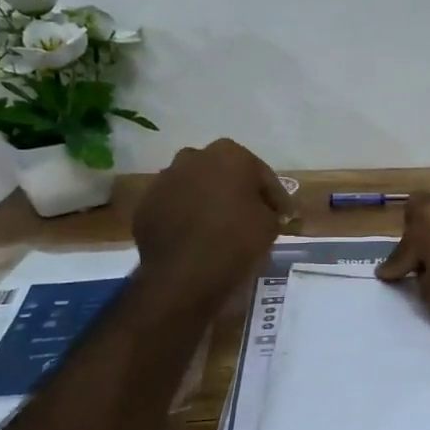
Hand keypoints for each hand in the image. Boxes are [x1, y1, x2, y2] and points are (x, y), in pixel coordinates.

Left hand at [133, 139, 289, 304]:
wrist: (183, 275)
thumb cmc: (236, 241)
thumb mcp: (270, 225)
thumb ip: (270, 209)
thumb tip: (266, 210)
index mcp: (229, 154)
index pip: (261, 174)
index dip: (274, 196)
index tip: (283, 216)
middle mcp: (193, 157)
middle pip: (224, 173)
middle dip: (236, 190)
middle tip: (249, 216)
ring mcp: (165, 179)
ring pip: (195, 186)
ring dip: (208, 200)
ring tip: (219, 227)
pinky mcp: (146, 204)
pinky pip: (174, 206)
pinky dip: (185, 216)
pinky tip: (195, 237)